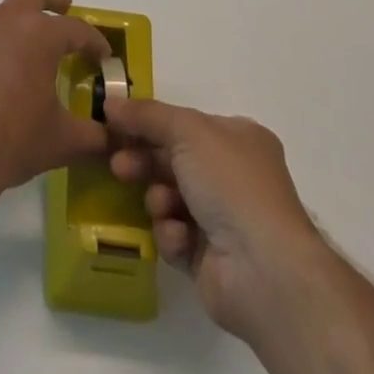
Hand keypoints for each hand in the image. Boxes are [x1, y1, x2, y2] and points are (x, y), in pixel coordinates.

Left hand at [0, 0, 112, 203]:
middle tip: (64, 7)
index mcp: (37, 35)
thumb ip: (93, 136)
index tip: (103, 55)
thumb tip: (113, 138)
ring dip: (18, 26)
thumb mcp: (62, 141)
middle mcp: (4, 23)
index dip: (93, 41)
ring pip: (0, 17)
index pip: (75, 29)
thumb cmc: (13, 140)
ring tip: (29, 53)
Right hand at [106, 98, 322, 342]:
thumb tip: (110, 103)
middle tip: (118, 165)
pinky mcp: (210, 260)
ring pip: (170, 198)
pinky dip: (172, 234)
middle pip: (173, 160)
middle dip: (144, 161)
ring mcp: (224, 220)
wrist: (263, 270)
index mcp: (238, 139)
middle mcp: (233, 176)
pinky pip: (175, 236)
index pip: (184, 124)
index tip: (115, 125)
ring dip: (158, 199)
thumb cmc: (231, 184)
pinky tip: (179, 237)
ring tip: (160, 206)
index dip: (149, 123)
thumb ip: (146, 115)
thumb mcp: (187, 130)